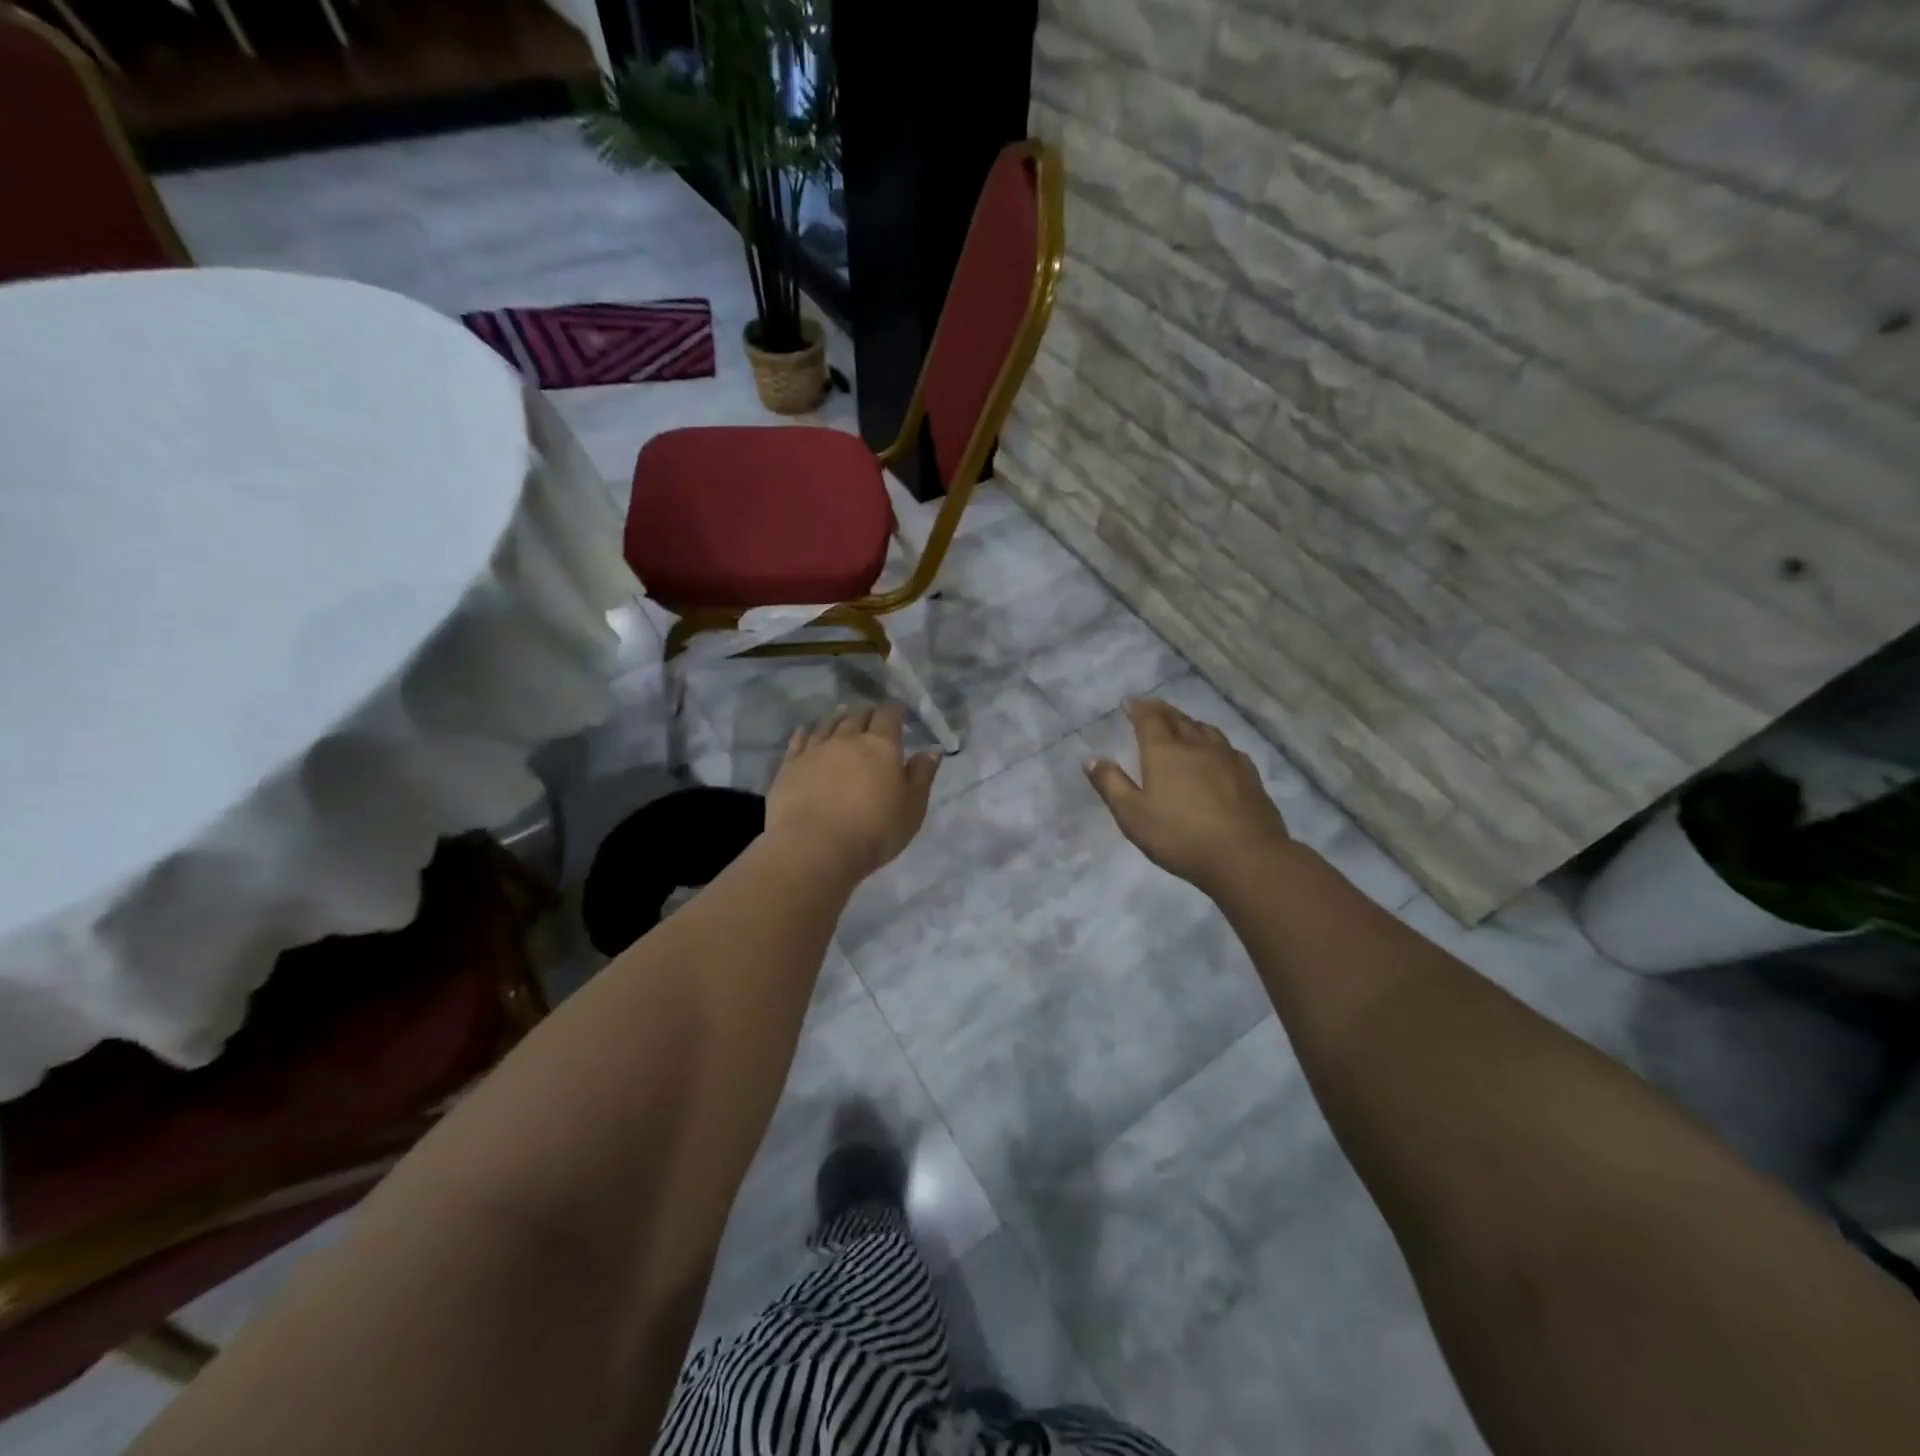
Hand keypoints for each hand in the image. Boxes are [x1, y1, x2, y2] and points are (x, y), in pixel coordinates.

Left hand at [767, 705, 940, 880]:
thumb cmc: (874, 833)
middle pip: (857, 715)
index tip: (899, 710)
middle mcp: (847, 739)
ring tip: (843, 715)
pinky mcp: (790, 765)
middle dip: (868, 712)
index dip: (895, 710)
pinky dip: (807, 730)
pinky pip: (800, 739)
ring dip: (838, 717)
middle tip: (872, 715)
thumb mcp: (912, 809)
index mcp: (881, 747)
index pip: (889, 716)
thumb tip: (932, 750)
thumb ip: (922, 776)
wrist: (814, 848)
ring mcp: (815, 750)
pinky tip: (808, 730)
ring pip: (828, 723)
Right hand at [1084, 698, 1290, 891]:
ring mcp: (1227, 758)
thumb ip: (1111, 785)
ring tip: (1182, 723)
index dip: (1138, 708)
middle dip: (1162, 710)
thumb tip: (1091, 759)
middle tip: (1152, 706)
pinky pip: (1228, 747)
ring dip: (1189, 722)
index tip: (1130, 702)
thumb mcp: (1132, 816)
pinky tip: (1217, 752)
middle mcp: (1196, 746)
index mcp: (1164, 752)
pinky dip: (1214, 742)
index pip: (1149, 719)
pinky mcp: (1249, 775)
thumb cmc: (1180, 836)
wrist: (1245, 856)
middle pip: (1178, 719)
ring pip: (1205, 730)